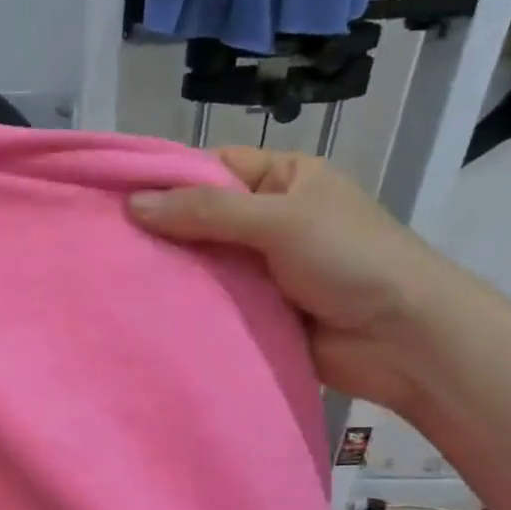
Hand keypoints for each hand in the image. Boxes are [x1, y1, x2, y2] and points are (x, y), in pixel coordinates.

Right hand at [129, 148, 465, 411]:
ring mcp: (261, 267)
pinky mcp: (256, 310)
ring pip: (202, 260)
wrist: (406, 341)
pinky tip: (142, 305)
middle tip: (104, 238)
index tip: (113, 193)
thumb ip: (206, 212)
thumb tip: (133, 205)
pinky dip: (185, 302)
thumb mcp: (279, 219)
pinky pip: (211, 299)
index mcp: (284, 179)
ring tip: (112, 272)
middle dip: (160, 227)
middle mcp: (268, 219)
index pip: (212, 168)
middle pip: (201, 216)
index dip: (166, 178)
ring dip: (170, 268)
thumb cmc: (352, 259)